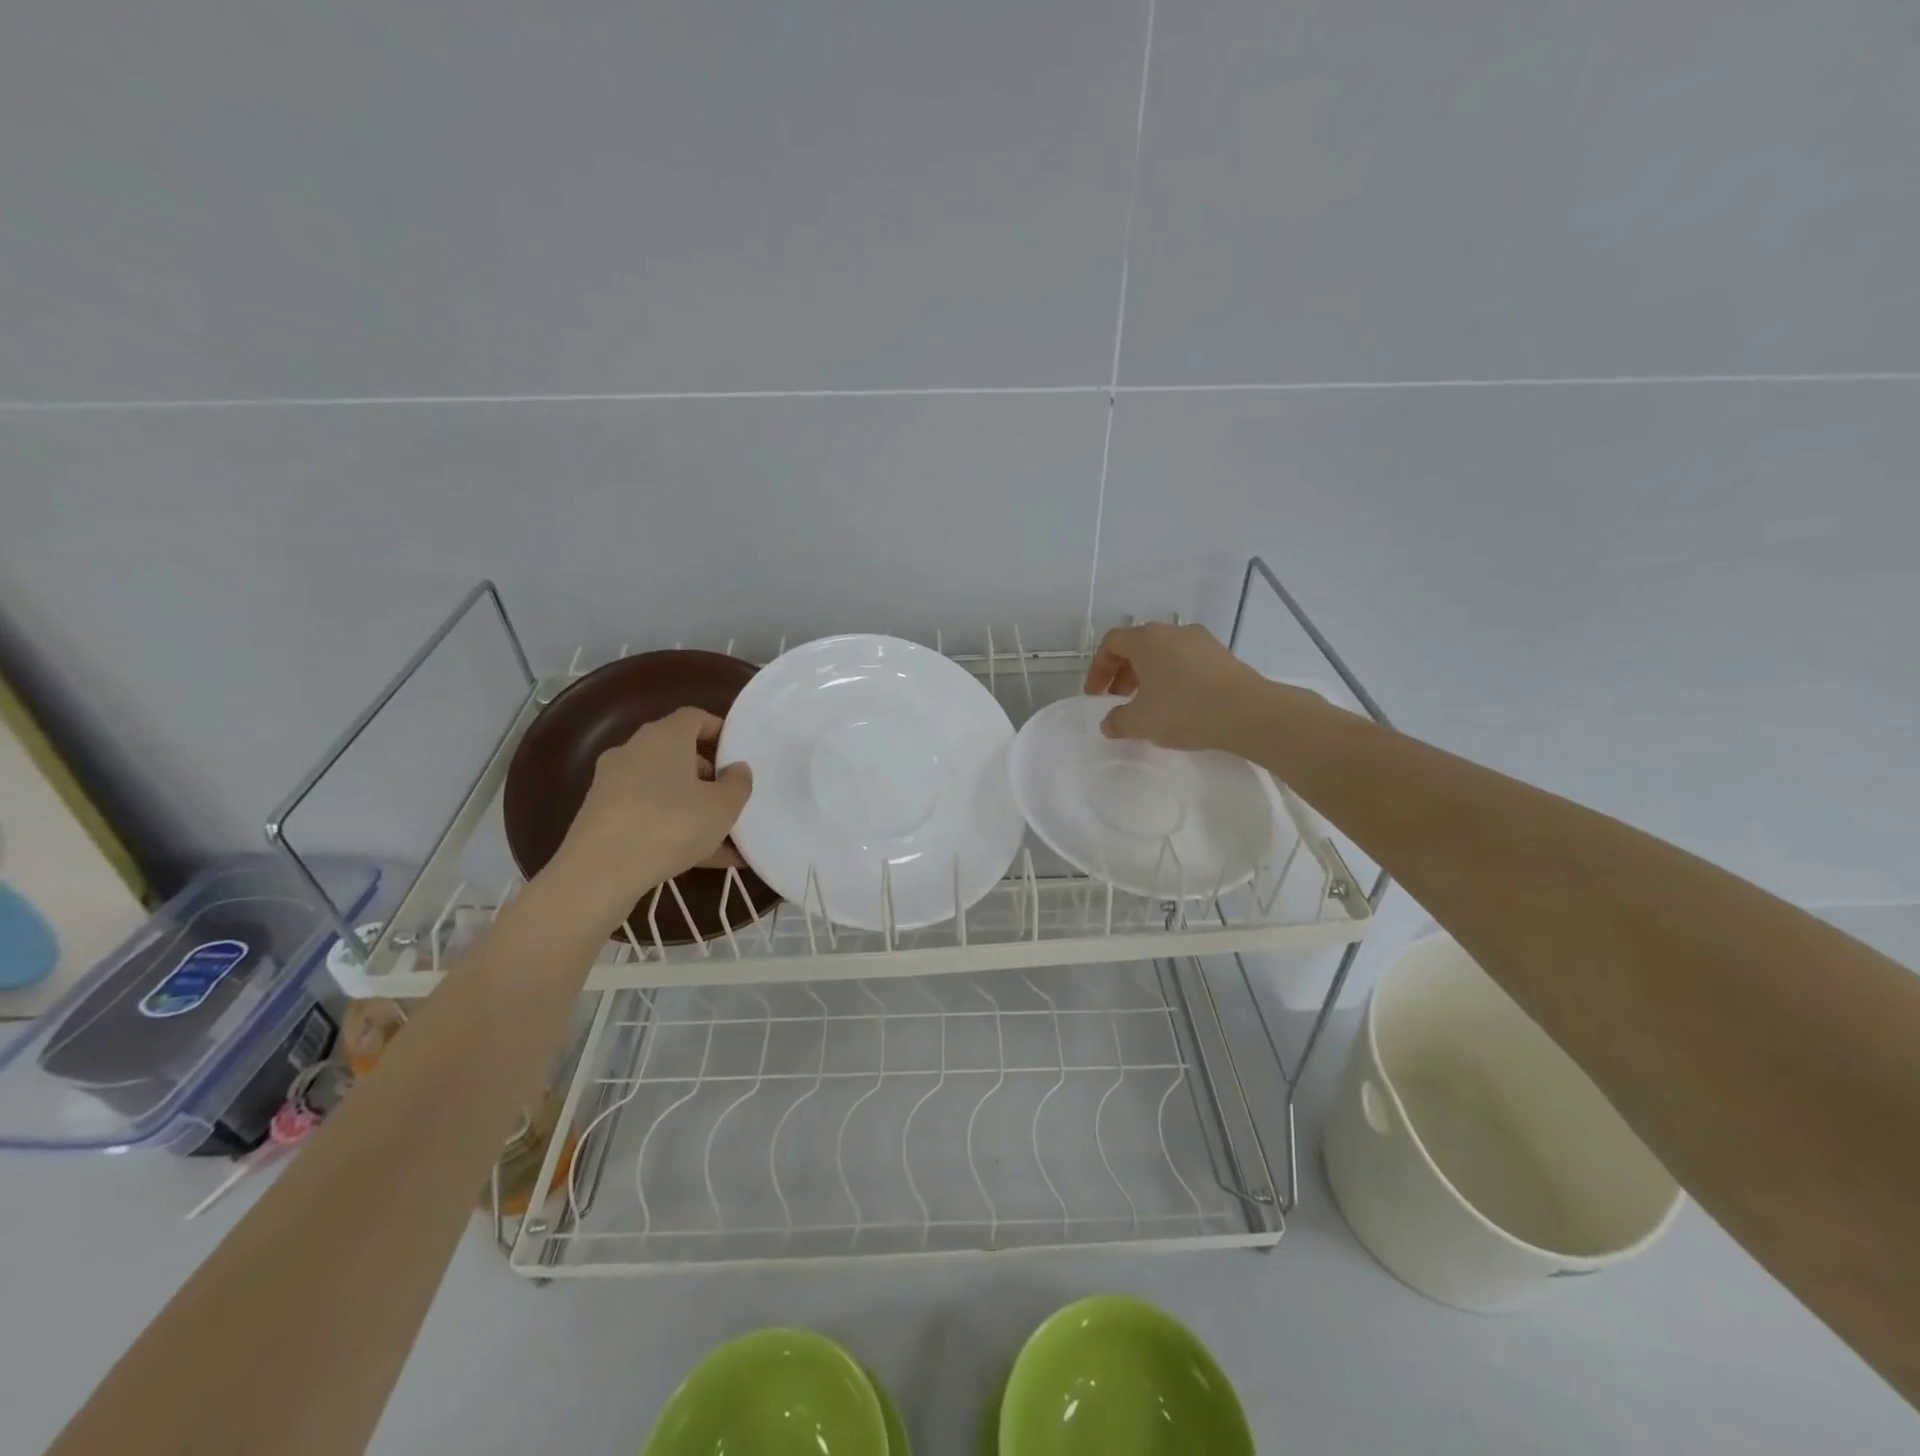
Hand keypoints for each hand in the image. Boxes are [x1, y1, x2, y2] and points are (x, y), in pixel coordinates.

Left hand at [555, 707, 753, 903]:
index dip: (718, 730)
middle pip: (676, 753)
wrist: (599, 873)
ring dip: (691, 807)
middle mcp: (633, 751)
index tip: (736, 754)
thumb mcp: (722, 807)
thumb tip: (736, 769)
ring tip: (722, 840)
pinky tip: (699, 860)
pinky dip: (671, 827)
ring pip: (663, 788)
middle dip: (706, 774)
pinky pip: (647, 814)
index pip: (694, 717)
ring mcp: (612, 784)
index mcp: (664, 736)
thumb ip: (738, 784)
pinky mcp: (601, 815)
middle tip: (729, 799)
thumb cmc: (671, 825)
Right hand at [1083, 622, 1273, 751]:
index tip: (1096, 696)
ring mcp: (1201, 641)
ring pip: (1164, 653)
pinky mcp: (1222, 655)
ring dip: (1149, 675)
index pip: (1112, 643)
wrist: (1248, 712)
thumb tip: (1109, 722)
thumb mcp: (1141, 722)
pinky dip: (1173, 678)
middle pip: (1138, 646)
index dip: (1098, 669)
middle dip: (1123, 672)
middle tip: (1120, 699)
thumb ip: (1117, 721)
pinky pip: (1186, 662)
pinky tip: (1178, 704)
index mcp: (1146, 639)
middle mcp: (1173, 631)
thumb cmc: (1183, 710)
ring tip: (1149, 704)